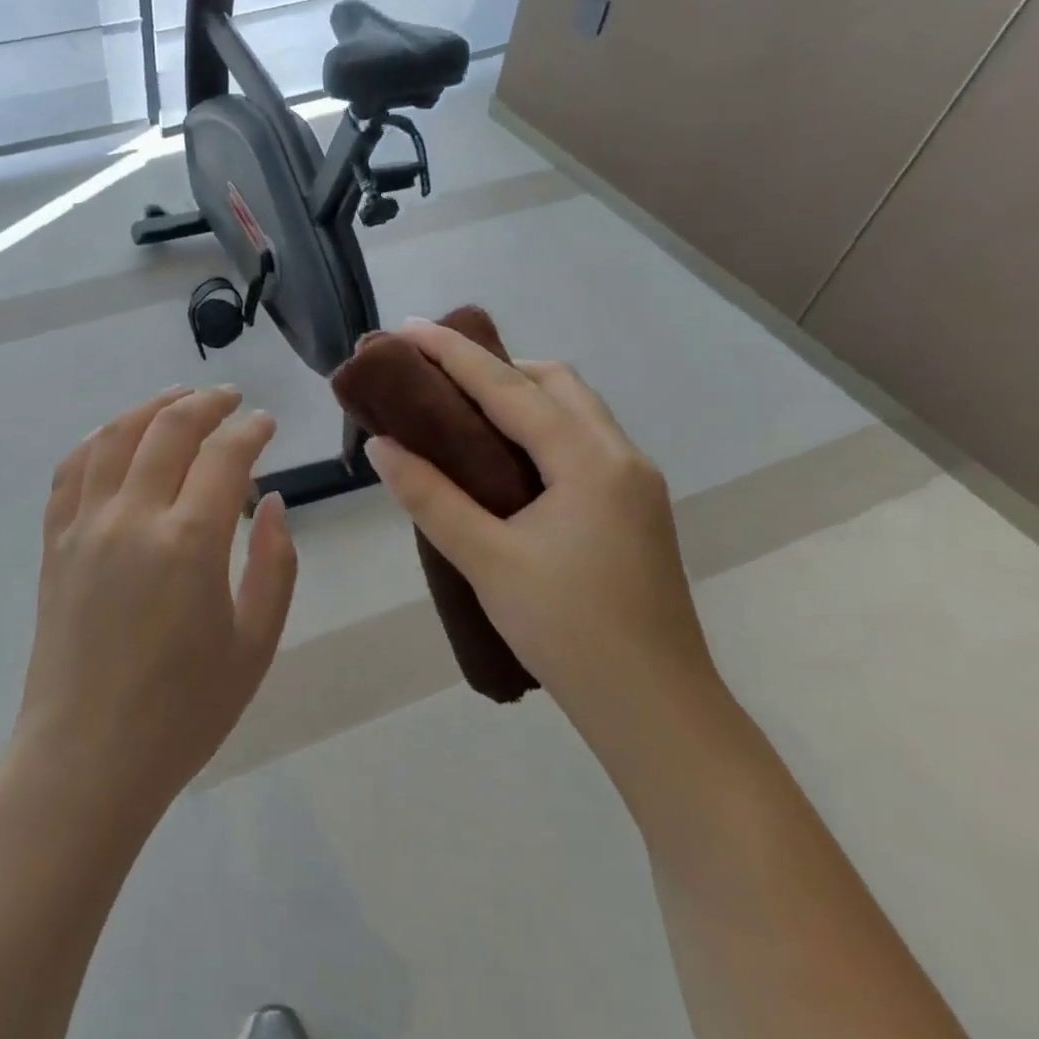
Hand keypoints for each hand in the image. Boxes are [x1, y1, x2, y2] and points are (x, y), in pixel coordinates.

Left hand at [12, 386, 298, 825]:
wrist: (86, 759)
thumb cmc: (182, 713)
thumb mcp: (254, 646)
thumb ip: (274, 565)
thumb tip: (273, 504)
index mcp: (188, 543)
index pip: (224, 455)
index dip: (251, 430)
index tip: (266, 424)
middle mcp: (131, 517)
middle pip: (168, 428)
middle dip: (206, 403)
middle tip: (230, 399)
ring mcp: (84, 526)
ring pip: (115, 436)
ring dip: (150, 407)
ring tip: (177, 398)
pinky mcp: (55, 543)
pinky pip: (71, 471)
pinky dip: (98, 441)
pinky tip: (115, 438)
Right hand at [364, 322, 721, 755]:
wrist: (657, 711)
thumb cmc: (568, 631)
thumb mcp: (486, 560)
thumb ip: (430, 497)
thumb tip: (381, 445)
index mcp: (589, 460)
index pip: (509, 387)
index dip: (453, 353)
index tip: (406, 328)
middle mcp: (620, 456)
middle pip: (554, 382)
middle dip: (493, 365)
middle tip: (435, 374)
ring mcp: (634, 483)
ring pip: (573, 409)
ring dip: (519, 394)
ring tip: (461, 409)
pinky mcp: (633, 508)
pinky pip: (580, 440)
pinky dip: (537, 426)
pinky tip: (502, 455)